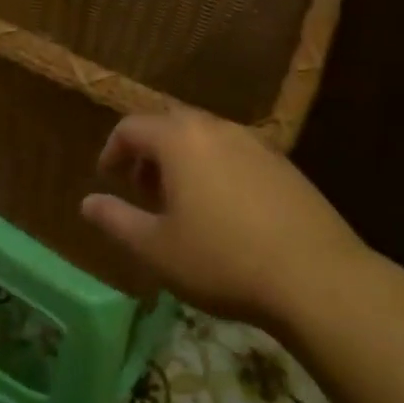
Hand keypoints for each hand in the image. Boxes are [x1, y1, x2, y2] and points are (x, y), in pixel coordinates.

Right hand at [80, 110, 382, 331]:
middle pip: (170, 124)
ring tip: (182, 203)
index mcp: (180, 139)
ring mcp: (255, 143)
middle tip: (143, 190)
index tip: (108, 178)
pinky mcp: (284, 164)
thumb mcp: (156, 249)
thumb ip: (116, 221)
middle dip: (149, 152)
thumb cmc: (222, 260)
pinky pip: (235, 153)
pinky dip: (216, 168)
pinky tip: (225, 212)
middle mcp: (216, 128)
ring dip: (183, 160)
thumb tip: (86, 203)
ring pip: (205, 137)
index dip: (113, 150)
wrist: (316, 278)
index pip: (132, 127)